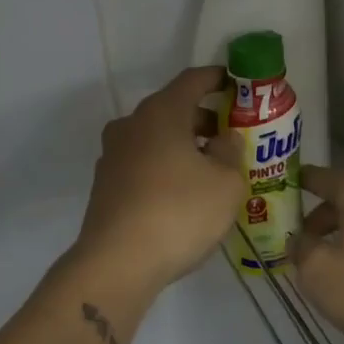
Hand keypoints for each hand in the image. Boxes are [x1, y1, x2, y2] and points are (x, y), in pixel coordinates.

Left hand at [71, 67, 243, 296]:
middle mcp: (132, 125)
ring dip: (184, 144)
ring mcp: (113, 155)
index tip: (238, 84)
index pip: (193, 80)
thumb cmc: (179, 212)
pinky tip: (184, 193)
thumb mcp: (226, 183)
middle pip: (173, 108)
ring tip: (212, 168)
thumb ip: (231, 152)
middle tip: (233, 135)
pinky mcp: (105, 184)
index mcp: (161, 112)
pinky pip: (143, 162)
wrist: (116, 264)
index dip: (218, 79)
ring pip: (156, 137)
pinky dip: (165, 166)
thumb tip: (224, 138)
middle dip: (204, 118)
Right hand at [291, 165, 343, 343]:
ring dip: (341, 241)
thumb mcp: (319, 273)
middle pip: (341, 201)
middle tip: (296, 246)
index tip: (273, 196)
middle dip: (316, 222)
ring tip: (325, 271)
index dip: (293, 186)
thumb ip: (300, 251)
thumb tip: (298, 241)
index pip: (317, 177)